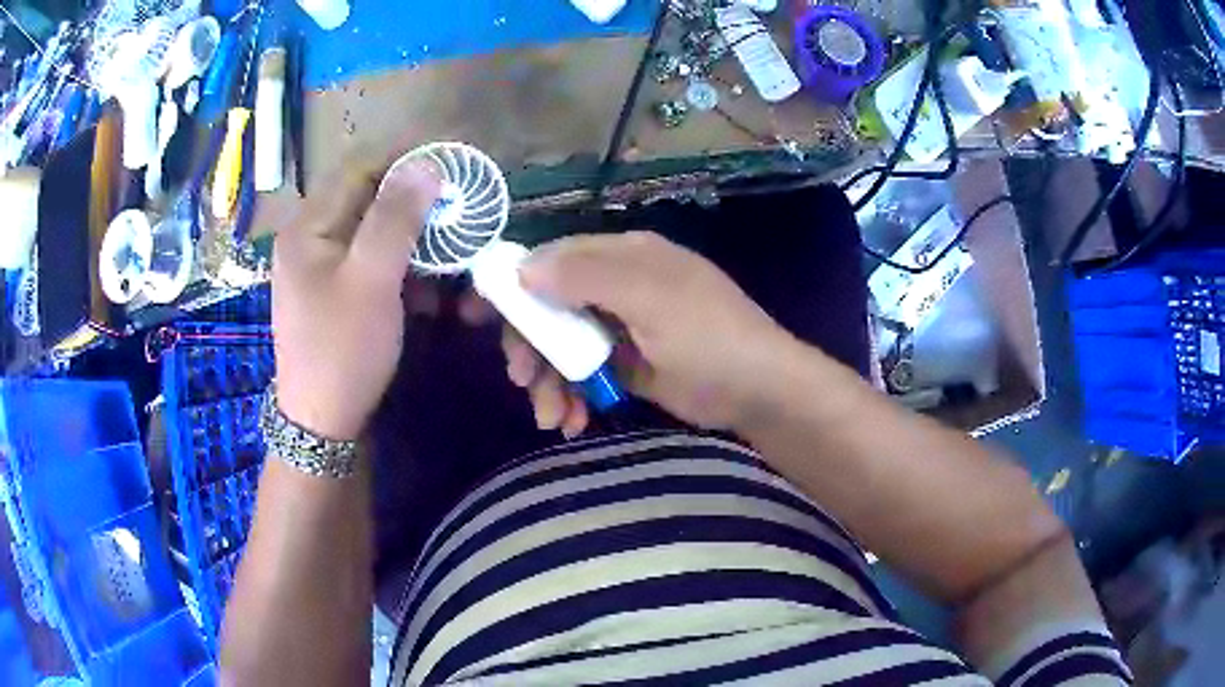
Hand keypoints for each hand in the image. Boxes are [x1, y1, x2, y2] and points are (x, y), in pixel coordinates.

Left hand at [272, 157, 439, 439]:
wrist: (322, 423)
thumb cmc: (342, 350)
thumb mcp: (372, 280)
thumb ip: (396, 218)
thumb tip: (427, 164)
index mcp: (307, 227)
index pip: (358, 168)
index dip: (404, 157)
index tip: (452, 159)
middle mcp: (309, 238)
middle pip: (366, 198)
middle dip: (414, 200)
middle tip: (458, 205)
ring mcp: (321, 266)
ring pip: (373, 231)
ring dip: (413, 237)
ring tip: (449, 251)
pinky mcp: (335, 291)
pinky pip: (372, 261)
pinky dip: (401, 267)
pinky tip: (425, 290)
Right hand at [484, 231, 794, 435]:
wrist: (758, 390)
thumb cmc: (708, 337)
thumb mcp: (650, 298)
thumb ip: (586, 276)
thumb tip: (521, 267)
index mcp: (622, 256)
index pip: (552, 259)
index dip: (514, 284)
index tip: (478, 316)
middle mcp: (616, 285)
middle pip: (551, 307)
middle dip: (532, 347)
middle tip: (522, 381)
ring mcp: (620, 326)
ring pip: (563, 345)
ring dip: (550, 382)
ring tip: (553, 418)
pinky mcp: (625, 363)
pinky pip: (583, 373)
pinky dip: (573, 396)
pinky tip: (574, 421)